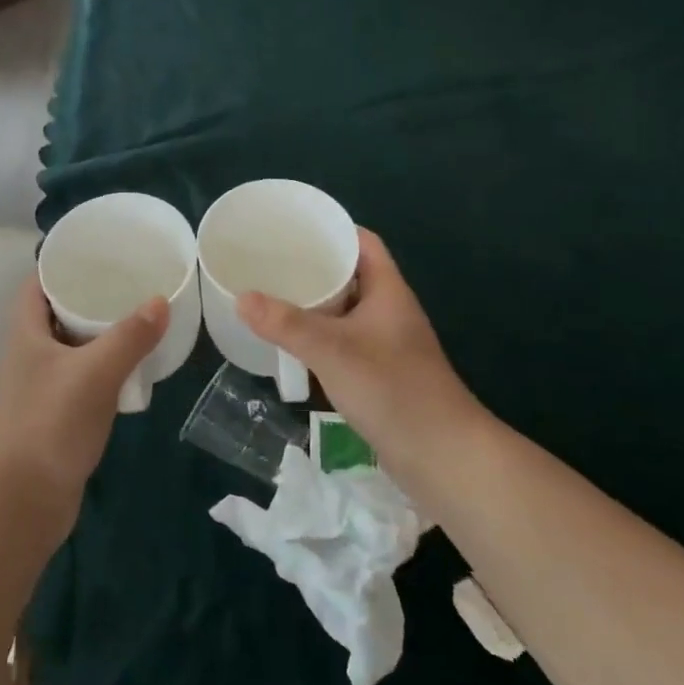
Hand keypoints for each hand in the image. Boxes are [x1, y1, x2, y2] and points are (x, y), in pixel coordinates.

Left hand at [0, 275, 166, 523]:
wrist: (24, 500)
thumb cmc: (52, 423)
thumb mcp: (97, 372)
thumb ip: (130, 336)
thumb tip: (160, 301)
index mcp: (25, 335)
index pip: (37, 285)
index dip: (61, 267)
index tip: (96, 256)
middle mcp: (26, 356)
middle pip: (55, 315)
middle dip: (87, 300)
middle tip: (125, 286)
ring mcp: (36, 389)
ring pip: (68, 350)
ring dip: (95, 337)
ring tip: (133, 322)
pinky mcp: (50, 418)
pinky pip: (76, 381)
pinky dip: (98, 371)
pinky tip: (126, 373)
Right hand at [239, 229, 475, 467]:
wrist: (442, 456)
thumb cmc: (393, 389)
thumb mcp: (333, 350)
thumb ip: (286, 324)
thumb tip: (241, 298)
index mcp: (388, 291)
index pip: (363, 242)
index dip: (333, 230)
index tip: (294, 227)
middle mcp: (390, 311)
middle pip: (351, 275)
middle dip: (315, 266)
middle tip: (273, 262)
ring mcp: (387, 344)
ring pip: (346, 311)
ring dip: (316, 304)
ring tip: (274, 296)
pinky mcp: (380, 373)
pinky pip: (344, 341)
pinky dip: (320, 336)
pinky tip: (294, 344)